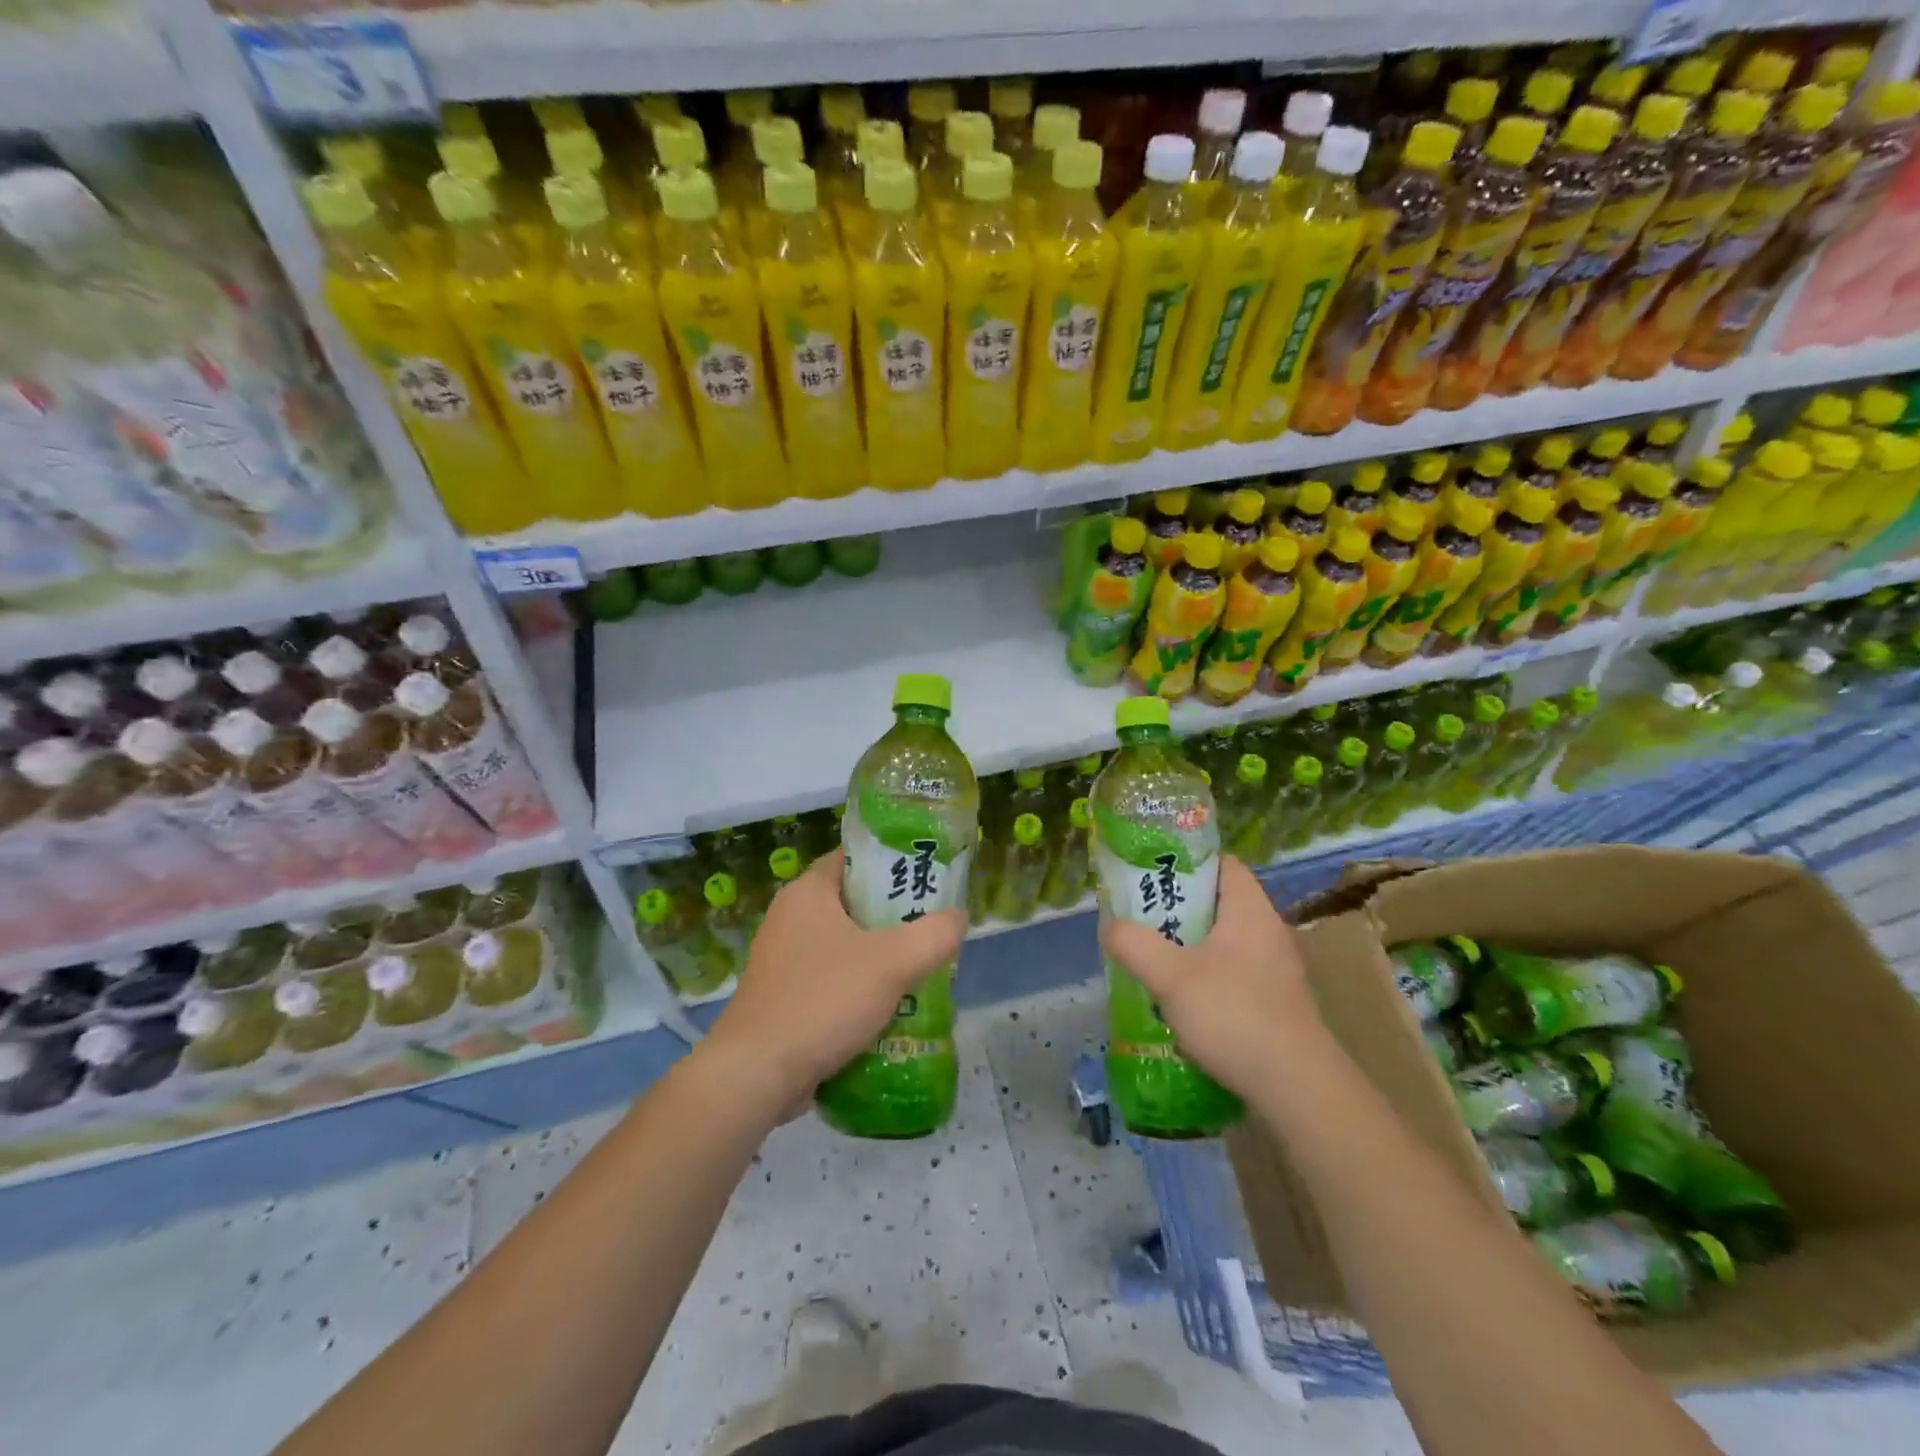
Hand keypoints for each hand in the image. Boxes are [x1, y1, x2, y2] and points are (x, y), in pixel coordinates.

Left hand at [703, 848, 965, 1113]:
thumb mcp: (892, 962)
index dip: (891, 863)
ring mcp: (783, 960)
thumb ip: (934, 935)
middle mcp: (790, 918)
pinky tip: (890, 1008)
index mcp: (807, 893)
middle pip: (853, 903)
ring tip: (921, 969)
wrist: (757, 1074)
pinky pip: (831, 980)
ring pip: (844, 946)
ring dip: (880, 957)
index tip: (927, 878)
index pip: (853, 858)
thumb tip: (958, 917)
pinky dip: (858, 988)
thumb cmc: (823, 1000)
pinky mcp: (783, 998)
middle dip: (894, 917)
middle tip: (932, 927)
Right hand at [1099, 856, 1326, 1098]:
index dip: (1185, 861)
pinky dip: (1206, 976)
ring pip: (1223, 941)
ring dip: (1188, 946)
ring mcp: (1275, 969)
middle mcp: (1268, 931)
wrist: (1297, 1089)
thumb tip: (1110, 927)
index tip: (1150, 873)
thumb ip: (1133, 945)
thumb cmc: (1234, 1016)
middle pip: (1218, 903)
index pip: (1221, 863)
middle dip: (1177, 908)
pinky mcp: (1276, 1002)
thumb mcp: (1170, 976)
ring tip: (1152, 958)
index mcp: (1250, 910)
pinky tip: (1181, 1000)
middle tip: (1140, 917)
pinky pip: (1233, 973)